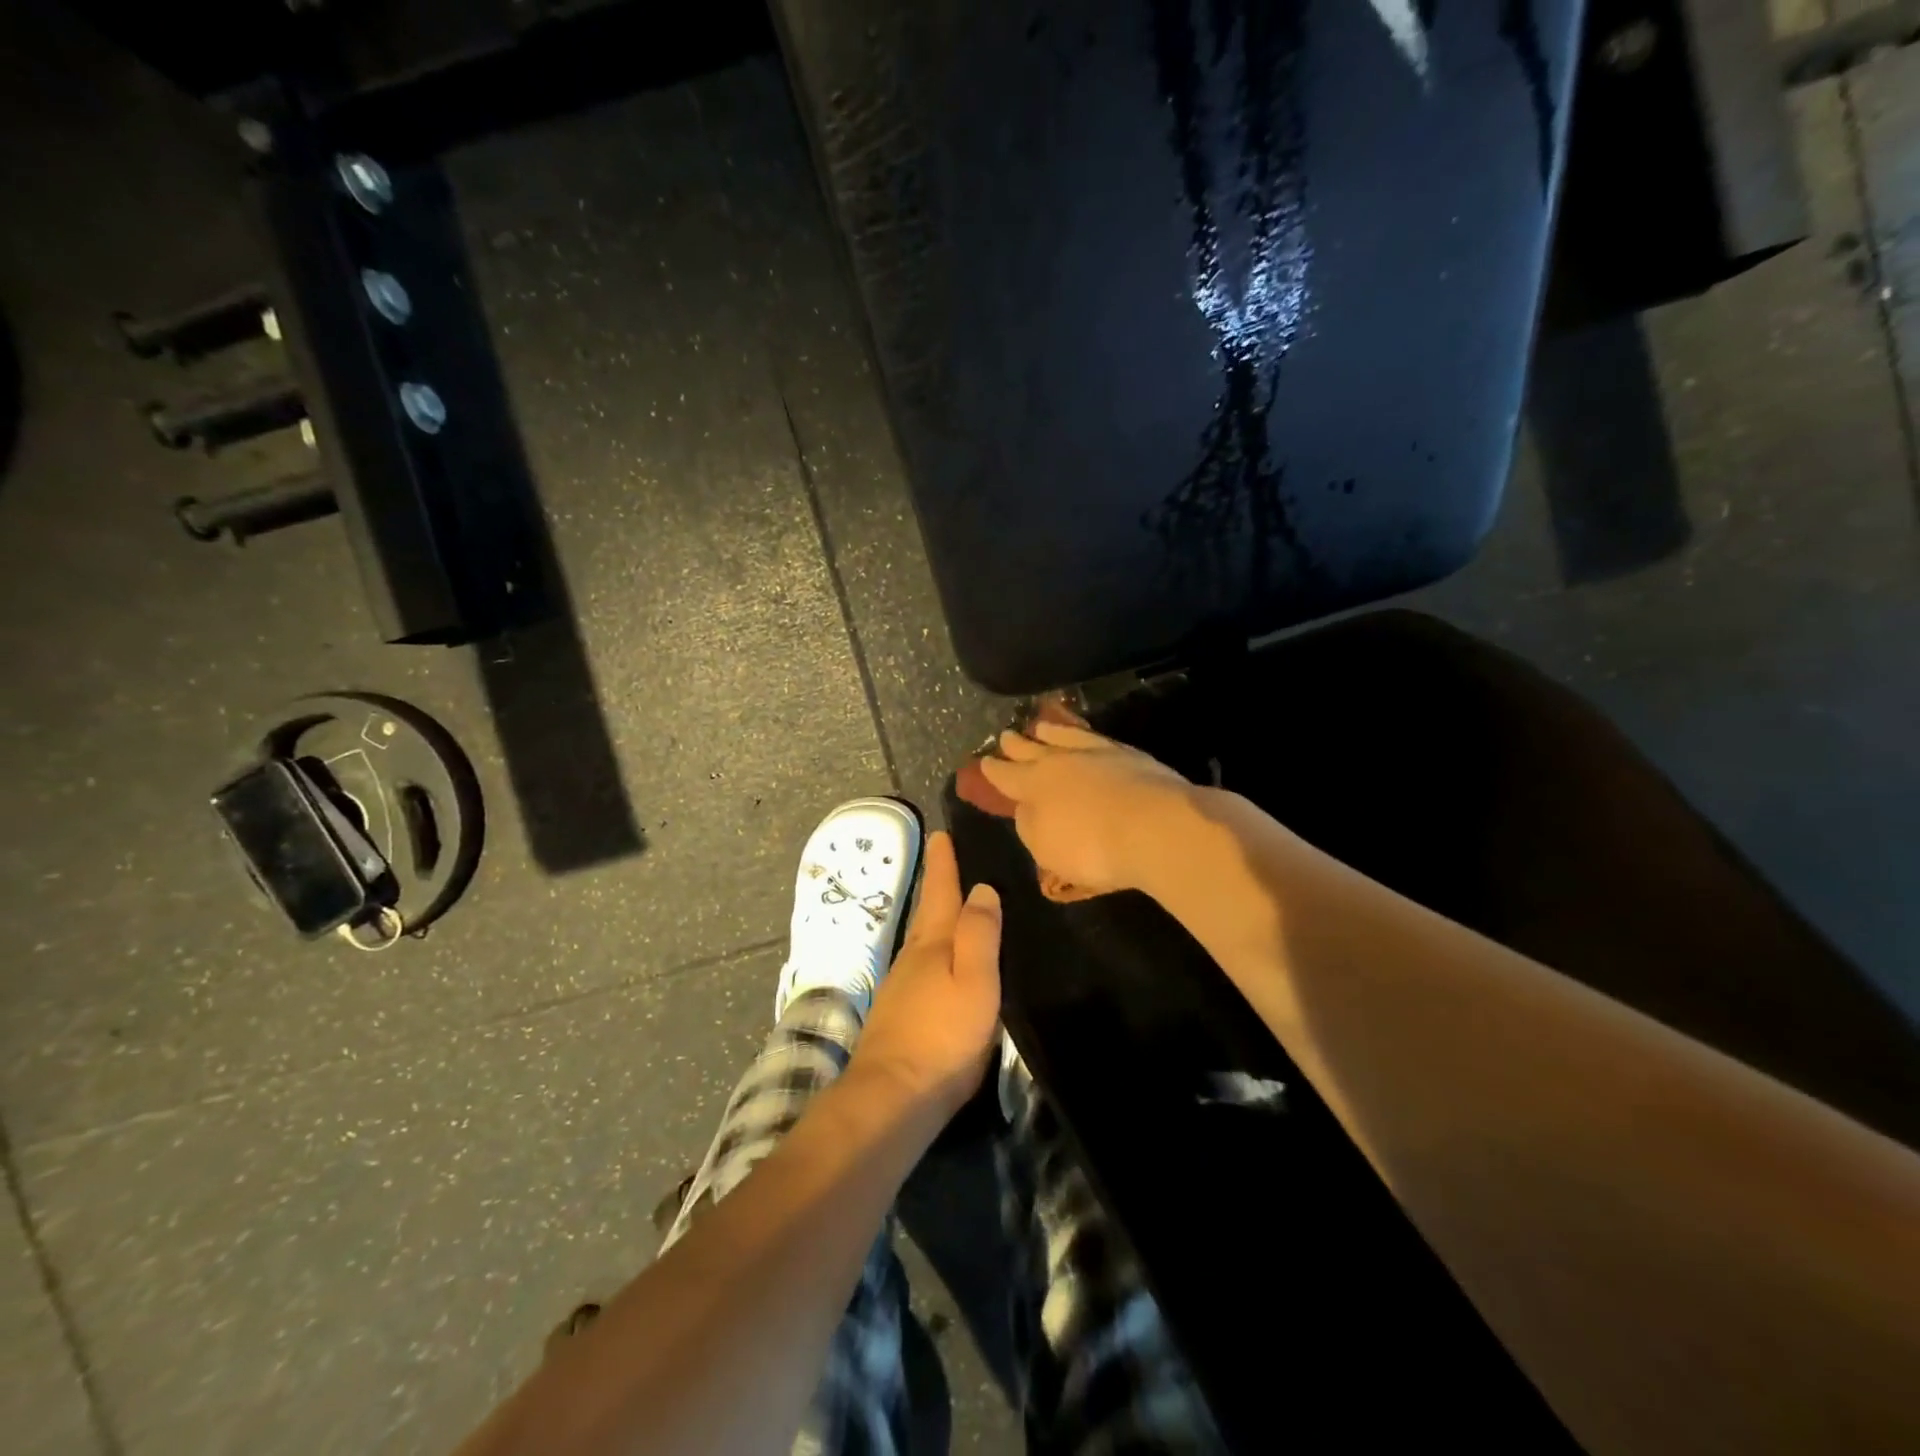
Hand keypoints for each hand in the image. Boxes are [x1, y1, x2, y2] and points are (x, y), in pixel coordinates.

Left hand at [852, 831, 1002, 1116]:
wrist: (893, 1095)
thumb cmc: (943, 1036)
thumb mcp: (975, 982)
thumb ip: (979, 934)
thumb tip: (982, 888)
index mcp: (933, 944)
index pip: (942, 892)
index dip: (943, 863)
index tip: (940, 833)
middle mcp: (913, 957)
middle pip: (928, 912)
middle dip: (937, 884)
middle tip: (946, 858)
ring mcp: (902, 986)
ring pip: (923, 939)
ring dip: (936, 917)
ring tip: (952, 905)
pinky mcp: (900, 1013)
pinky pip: (922, 966)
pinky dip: (934, 951)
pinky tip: (941, 962)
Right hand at [977, 721, 1196, 897]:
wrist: (1155, 826)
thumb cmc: (1092, 847)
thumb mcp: (1046, 849)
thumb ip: (1030, 826)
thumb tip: (1025, 809)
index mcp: (1033, 785)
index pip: (1006, 775)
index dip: (993, 770)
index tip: (984, 762)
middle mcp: (1060, 761)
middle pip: (1032, 749)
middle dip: (1016, 744)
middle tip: (1005, 735)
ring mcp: (1096, 753)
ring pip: (1065, 736)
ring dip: (1050, 731)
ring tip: (1041, 725)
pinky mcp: (1128, 754)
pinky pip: (1095, 738)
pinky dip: (1083, 735)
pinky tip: (1086, 738)